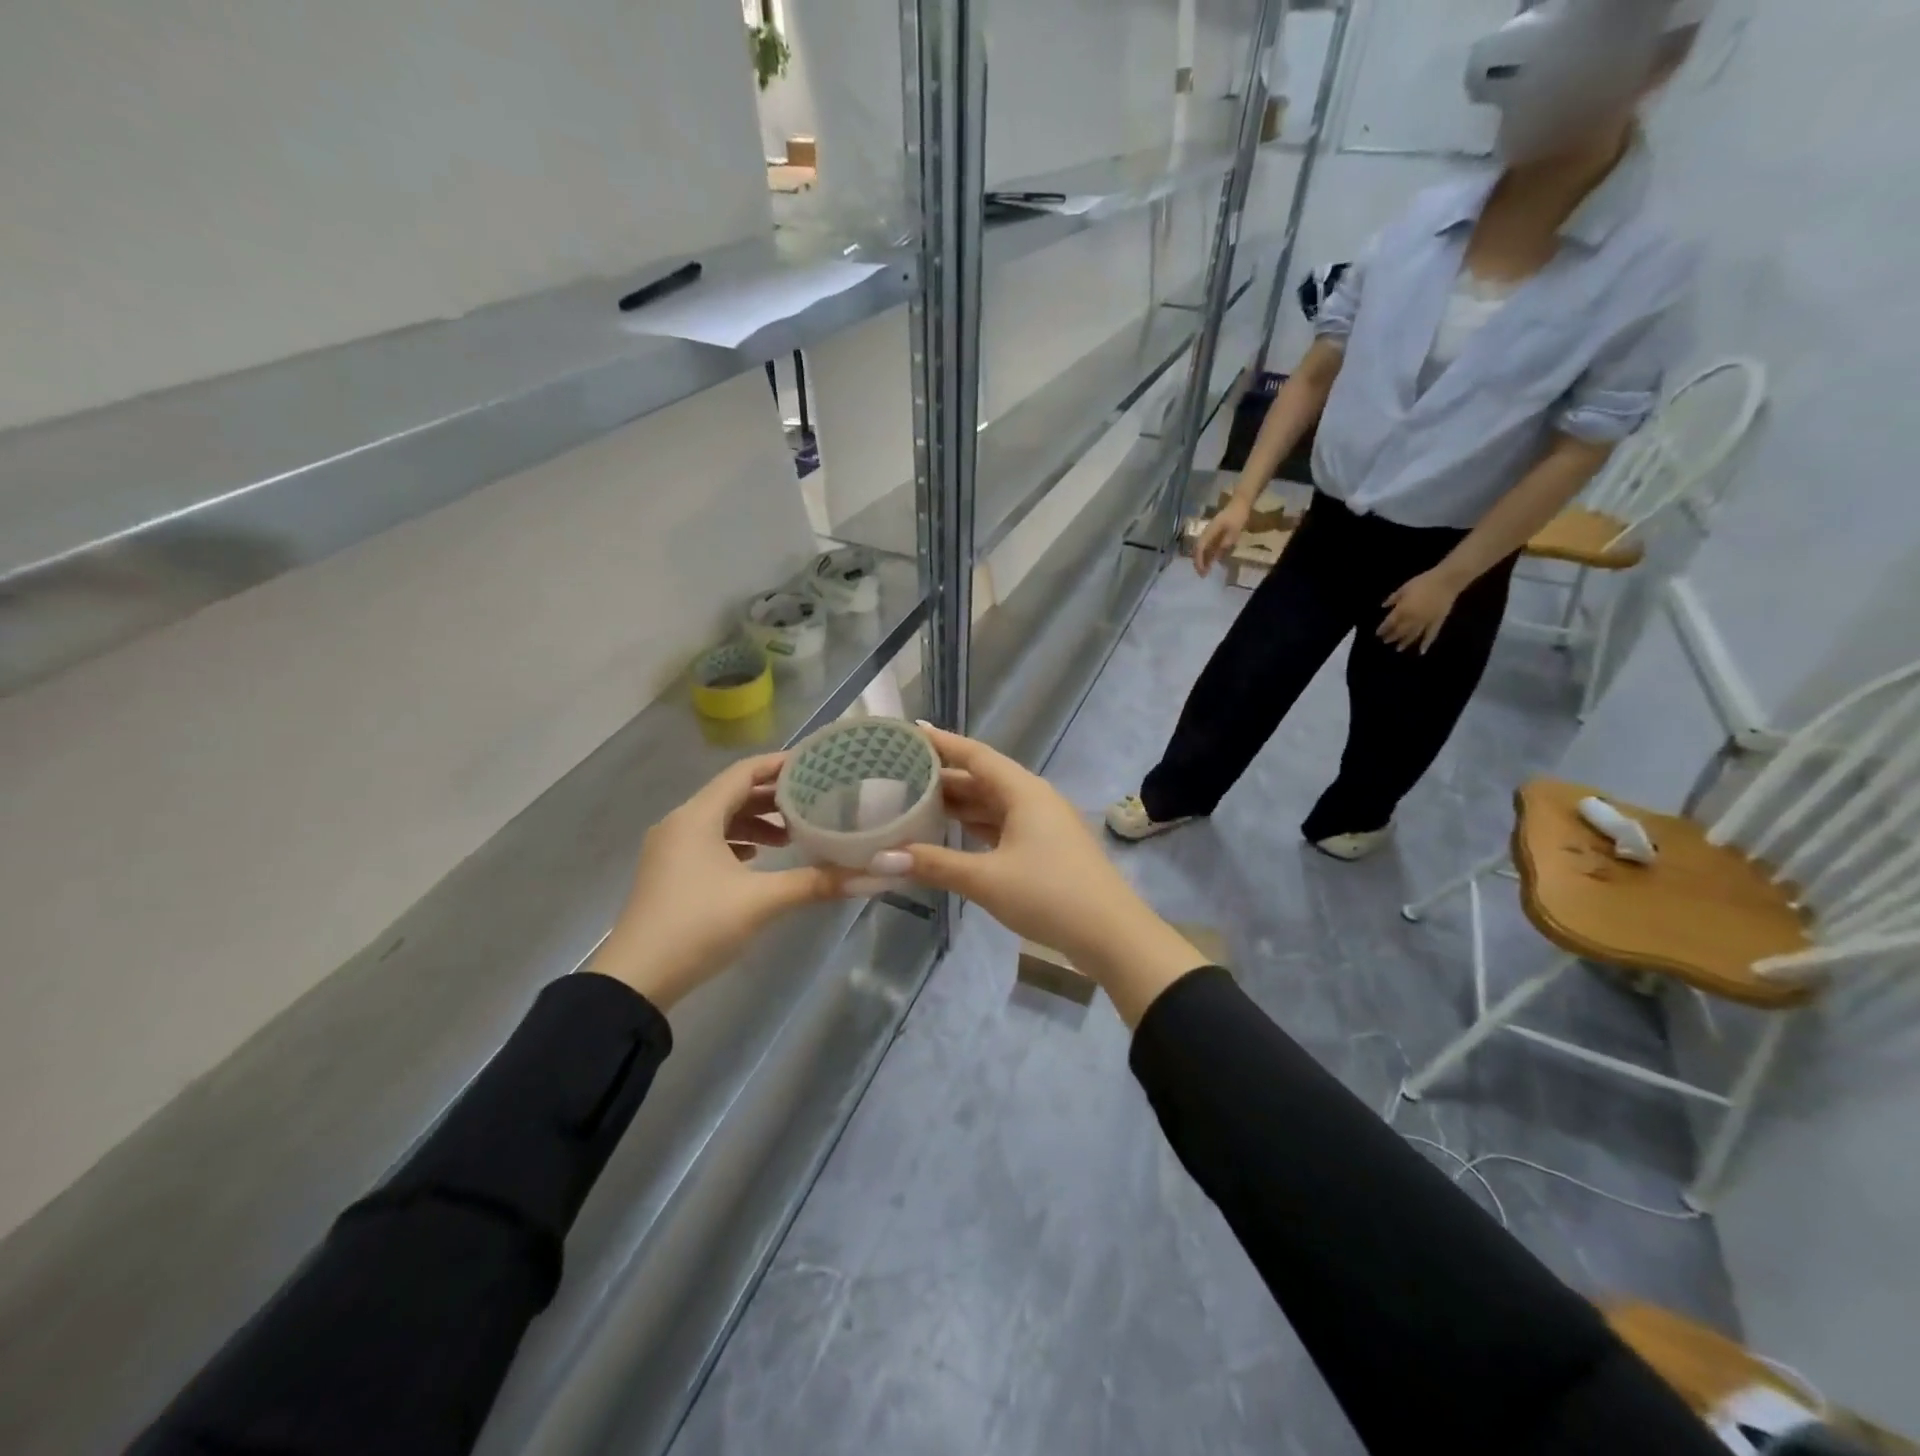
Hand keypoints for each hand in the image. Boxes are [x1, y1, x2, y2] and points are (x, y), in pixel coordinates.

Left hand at [589, 754, 844, 1009]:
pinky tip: (757, 859)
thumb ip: (814, 883)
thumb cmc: (698, 926)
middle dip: (772, 797)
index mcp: (697, 817)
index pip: (743, 773)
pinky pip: (707, 841)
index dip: (778, 765)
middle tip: (813, 801)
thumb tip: (868, 876)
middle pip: (731, 794)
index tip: (814, 764)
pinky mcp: (668, 873)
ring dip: (755, 822)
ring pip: (719, 820)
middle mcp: (679, 823)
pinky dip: (736, 842)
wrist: (635, 981)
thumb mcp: (761, 901)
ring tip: (792, 835)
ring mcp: (669, 849)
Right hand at [870, 725, 1210, 1025]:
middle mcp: (1033, 799)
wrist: (1111, 934)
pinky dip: (974, 827)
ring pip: (991, 804)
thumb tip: (881, 858)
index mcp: (1024, 791)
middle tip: (898, 775)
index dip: (942, 742)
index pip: (975, 755)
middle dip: (942, 777)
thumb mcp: (986, 879)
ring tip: (914, 802)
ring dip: (957, 804)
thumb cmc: (1049, 895)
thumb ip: (934, 865)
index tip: (909, 732)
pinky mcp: (1045, 849)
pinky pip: (1001, 826)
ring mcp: (1042, 825)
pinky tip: (950, 834)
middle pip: (982, 778)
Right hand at [1193, 497, 1250, 577]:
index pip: (1200, 548)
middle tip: (1202, 574)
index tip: (1202, 571)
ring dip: (1203, 559)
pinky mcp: (1213, 532)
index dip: (1200, 561)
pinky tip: (1212, 560)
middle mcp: (1206, 532)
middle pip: (1198, 550)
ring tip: (1206, 570)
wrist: (1240, 503)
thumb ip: (1225, 545)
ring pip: (1202, 548)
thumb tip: (1216, 557)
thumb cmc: (1238, 516)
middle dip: (1199, 562)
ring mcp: (1209, 532)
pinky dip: (1208, 554)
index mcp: (1209, 532)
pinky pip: (1207, 545)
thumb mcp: (1234, 532)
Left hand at [1378, 569, 1462, 653]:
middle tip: (1386, 641)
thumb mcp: (1404, 588)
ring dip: (1405, 643)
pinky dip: (1426, 644)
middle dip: (1392, 637)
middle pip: (1400, 631)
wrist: (1446, 581)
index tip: (1378, 634)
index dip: (1383, 629)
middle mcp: (1412, 619)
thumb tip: (1383, 606)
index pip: (1389, 623)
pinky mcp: (1438, 622)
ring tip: (1398, 649)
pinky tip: (1421, 651)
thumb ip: (1393, 598)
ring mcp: (1426, 622)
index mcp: (1402, 610)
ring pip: (1413, 635)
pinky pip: (1431, 635)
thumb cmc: (1423, 582)